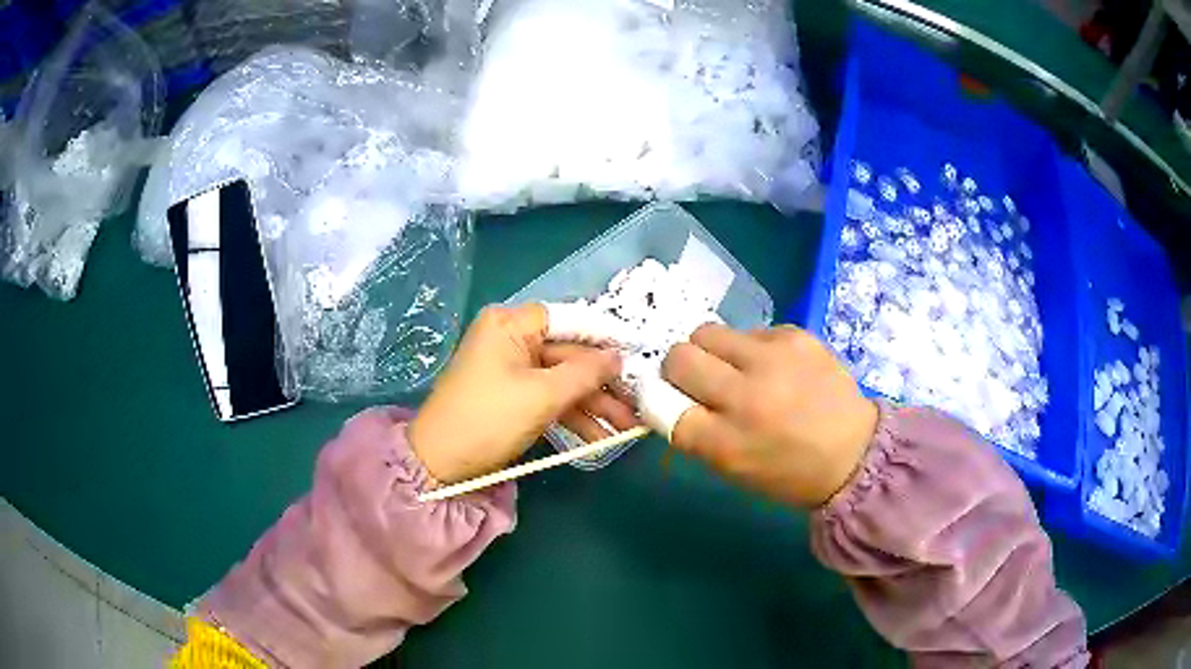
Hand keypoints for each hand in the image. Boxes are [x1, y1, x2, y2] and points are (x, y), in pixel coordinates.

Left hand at [409, 304, 628, 483]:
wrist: (440, 464)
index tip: (640, 354)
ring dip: (593, 405)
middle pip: (569, 354)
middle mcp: (511, 339)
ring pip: (562, 380)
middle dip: (604, 383)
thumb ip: (586, 373)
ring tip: (627, 428)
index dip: (606, 337)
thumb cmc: (488, 419)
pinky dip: (571, 416)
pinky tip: (599, 437)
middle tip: (639, 402)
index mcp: (511, 324)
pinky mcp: (511, 396)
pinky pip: (548, 398)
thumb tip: (620, 358)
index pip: (570, 320)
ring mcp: (511, 369)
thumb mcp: (542, 395)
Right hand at [662, 324, 879, 507]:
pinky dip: (751, 348)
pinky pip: (749, 331)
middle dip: (679, 368)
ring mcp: (773, 359)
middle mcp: (745, 395)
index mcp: (726, 442)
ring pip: (707, 332)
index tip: (672, 399)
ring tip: (737, 369)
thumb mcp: (734, 468)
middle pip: (679, 358)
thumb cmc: (789, 473)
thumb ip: (696, 432)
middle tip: (701, 380)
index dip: (660, 399)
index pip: (663, 405)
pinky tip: (775, 368)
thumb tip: (666, 395)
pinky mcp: (795, 335)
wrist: (855, 453)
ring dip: (712, 351)